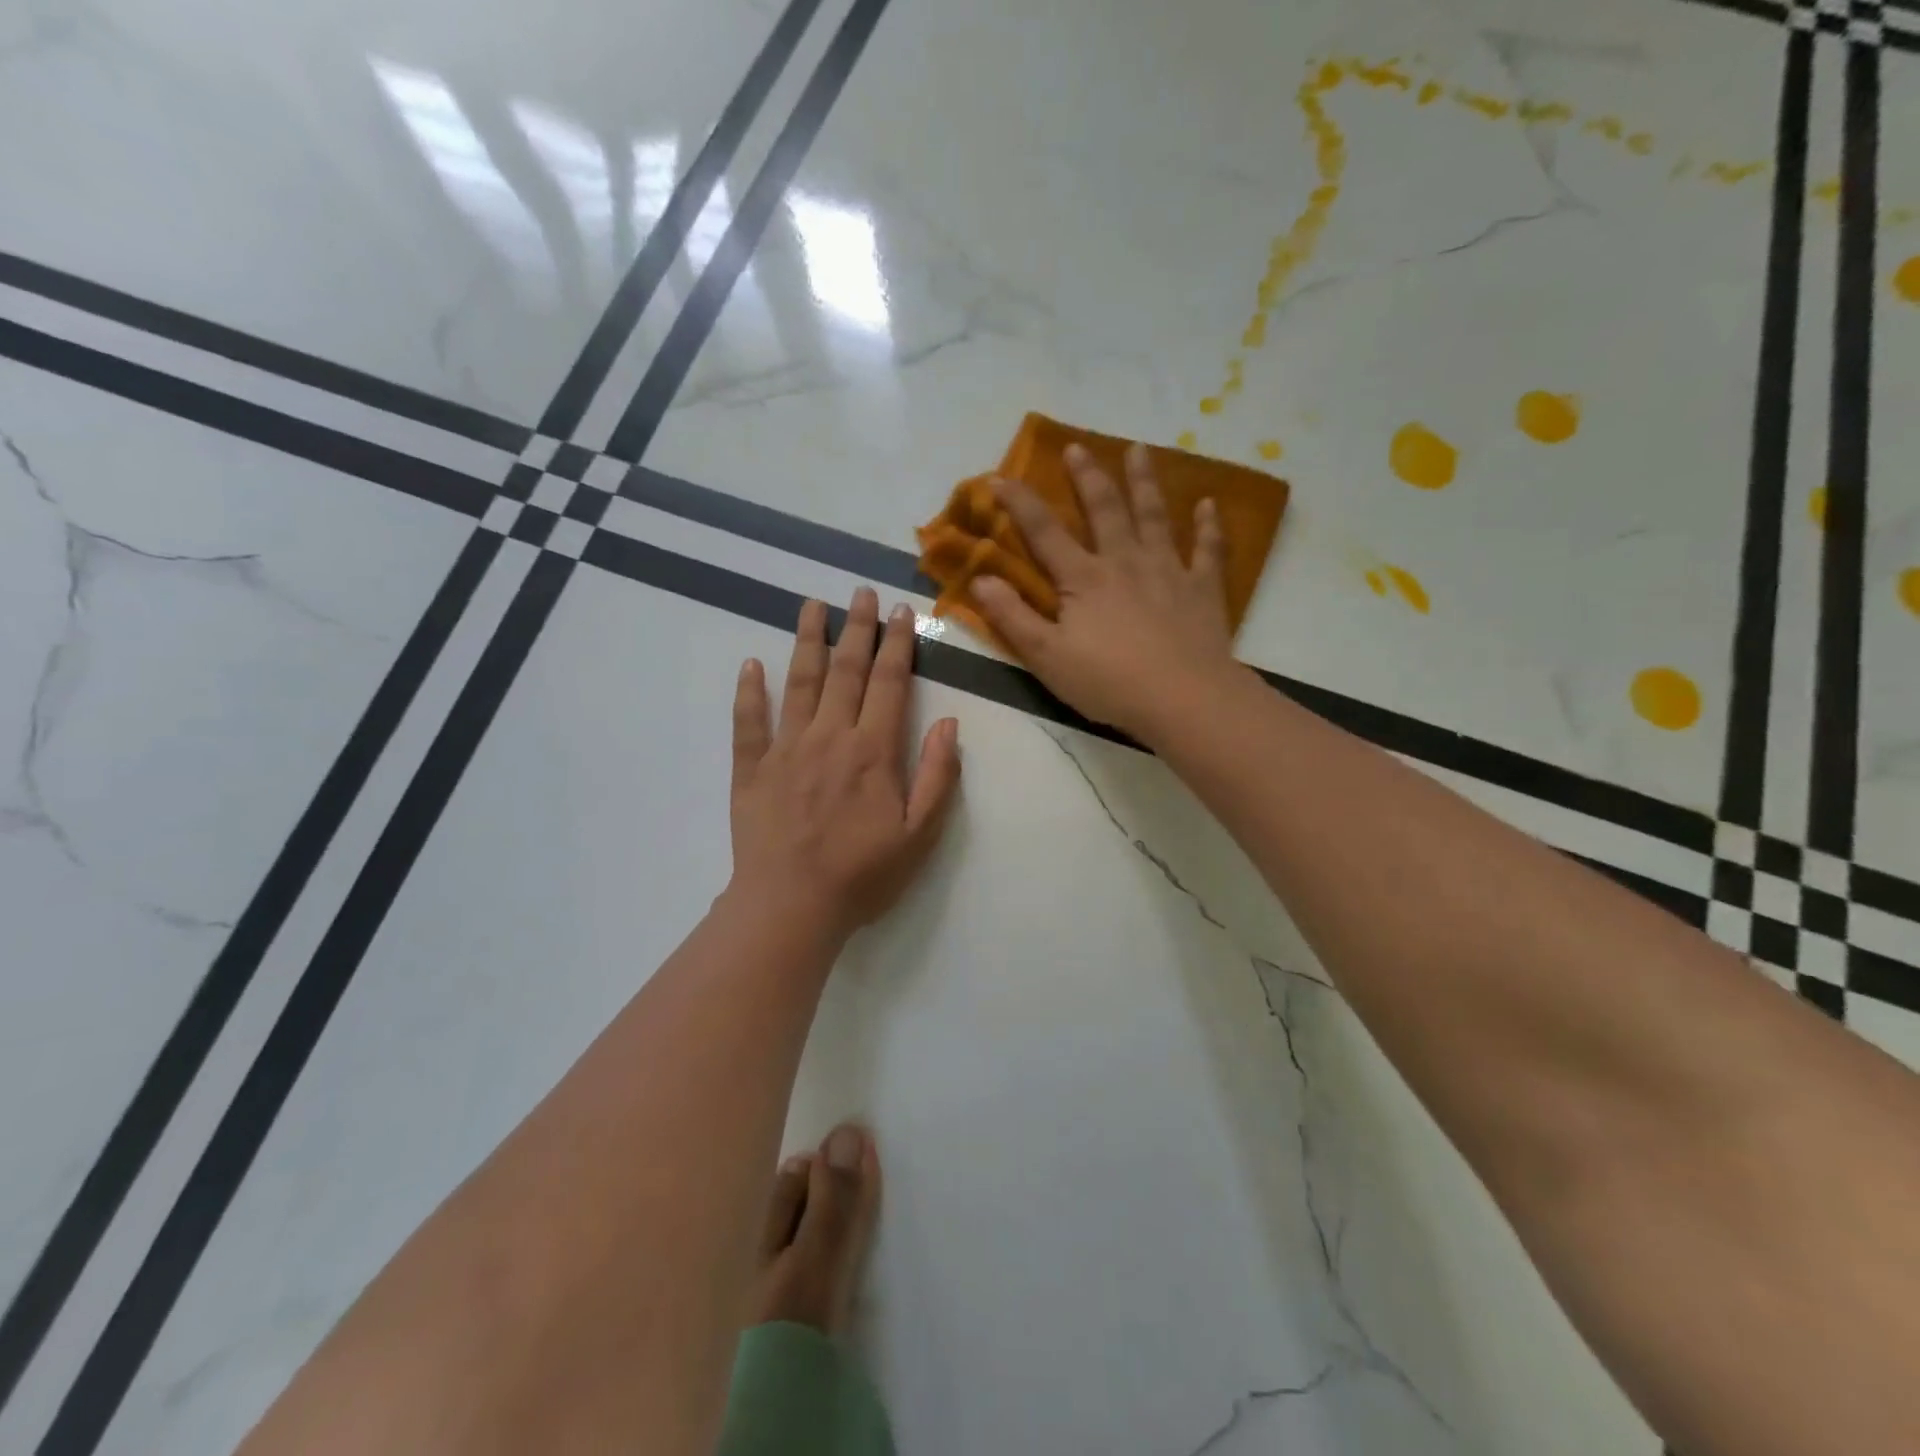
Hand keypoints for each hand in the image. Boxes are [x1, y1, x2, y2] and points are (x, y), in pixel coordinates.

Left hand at [728, 589, 960, 940]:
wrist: (791, 907)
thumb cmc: (862, 875)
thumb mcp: (919, 835)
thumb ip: (937, 777)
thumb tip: (949, 724)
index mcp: (873, 751)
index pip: (890, 684)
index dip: (898, 645)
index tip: (901, 612)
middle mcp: (829, 737)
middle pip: (845, 671)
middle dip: (856, 629)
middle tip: (860, 592)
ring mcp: (785, 750)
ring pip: (798, 683)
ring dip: (807, 641)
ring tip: (810, 605)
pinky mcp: (751, 770)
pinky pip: (748, 723)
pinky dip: (749, 692)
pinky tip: (751, 665)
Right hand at [971, 442, 1242, 742]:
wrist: (1184, 698)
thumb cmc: (1109, 682)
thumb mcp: (1047, 657)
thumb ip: (1012, 617)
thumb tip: (981, 578)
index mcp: (1083, 579)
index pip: (1044, 532)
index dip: (1019, 503)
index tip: (999, 476)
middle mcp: (1124, 562)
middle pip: (1104, 510)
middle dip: (1087, 477)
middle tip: (1077, 447)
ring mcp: (1168, 571)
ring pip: (1154, 517)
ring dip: (1144, 482)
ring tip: (1139, 450)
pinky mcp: (1202, 589)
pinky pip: (1208, 550)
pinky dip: (1208, 526)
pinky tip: (1208, 504)